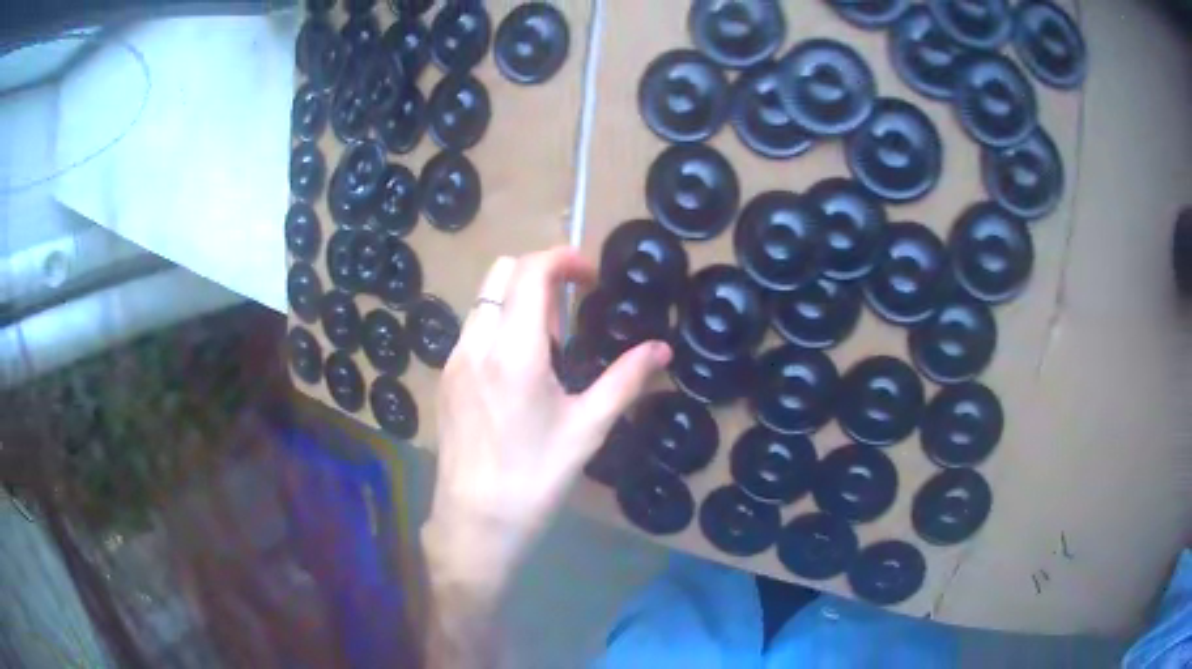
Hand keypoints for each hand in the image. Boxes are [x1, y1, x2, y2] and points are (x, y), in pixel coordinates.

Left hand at [423, 248, 670, 598]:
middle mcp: (476, 344)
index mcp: (513, 352)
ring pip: (483, 299)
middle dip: (539, 271)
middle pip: (501, 272)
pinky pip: (472, 329)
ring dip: (517, 298)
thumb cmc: (536, 478)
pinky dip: (499, 323)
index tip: (590, 277)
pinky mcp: (445, 378)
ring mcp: (454, 360)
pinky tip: (519, 368)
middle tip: (572, 303)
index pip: (531, 272)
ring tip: (549, 341)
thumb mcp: (587, 429)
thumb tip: (661, 350)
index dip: (564, 259)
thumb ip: (625, 380)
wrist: (475, 522)